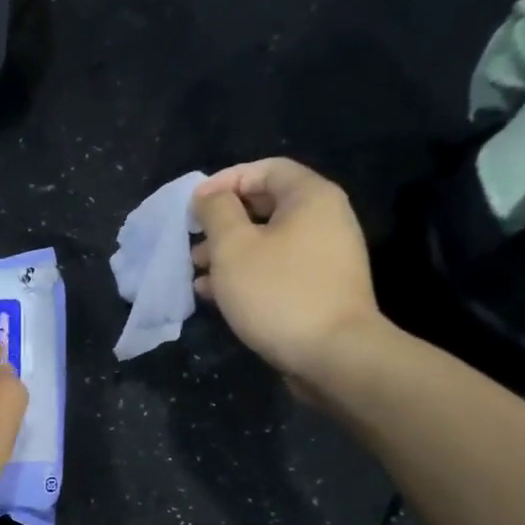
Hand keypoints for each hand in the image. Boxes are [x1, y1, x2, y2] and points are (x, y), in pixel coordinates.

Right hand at [191, 158, 383, 390]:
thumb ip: (216, 212)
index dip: (224, 181)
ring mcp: (325, 256)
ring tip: (197, 274)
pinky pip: (277, 269)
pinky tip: (217, 296)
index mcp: (310, 197)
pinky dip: (247, 275)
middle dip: (222, 224)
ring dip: (228, 254)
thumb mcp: (233, 247)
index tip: (192, 207)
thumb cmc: (278, 292)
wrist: (333, 355)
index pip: (264, 169)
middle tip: (191, 243)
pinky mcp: (320, 288)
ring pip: (267, 242)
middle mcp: (325, 219)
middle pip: (265, 206)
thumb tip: (208, 196)